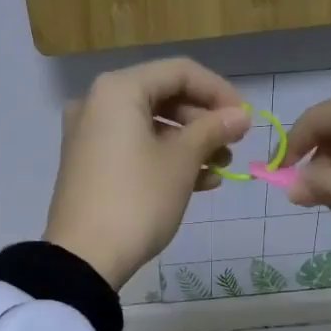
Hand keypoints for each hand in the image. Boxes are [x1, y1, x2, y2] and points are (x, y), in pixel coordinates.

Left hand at [45, 58, 250, 287]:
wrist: (84, 258)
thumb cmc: (137, 200)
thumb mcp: (181, 162)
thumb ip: (213, 129)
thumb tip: (241, 115)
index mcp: (118, 90)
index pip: (180, 72)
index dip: (218, 91)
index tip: (245, 119)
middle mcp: (98, 103)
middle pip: (164, 97)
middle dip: (204, 120)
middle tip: (233, 144)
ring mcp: (90, 135)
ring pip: (151, 126)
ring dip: (190, 143)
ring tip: (221, 168)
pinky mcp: (90, 164)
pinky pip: (135, 147)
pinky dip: (166, 158)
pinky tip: (200, 182)